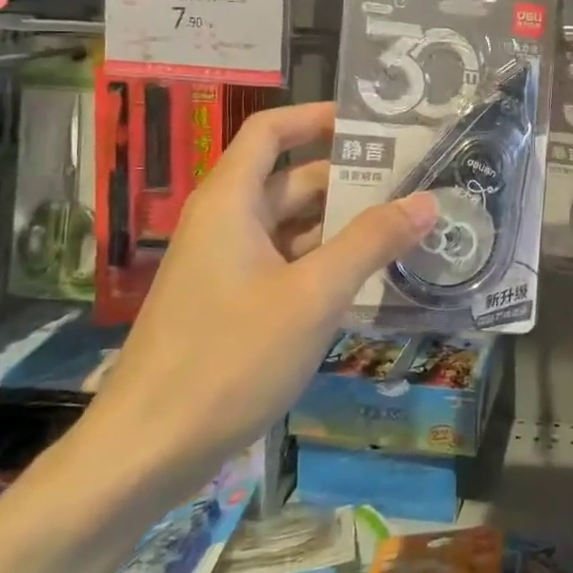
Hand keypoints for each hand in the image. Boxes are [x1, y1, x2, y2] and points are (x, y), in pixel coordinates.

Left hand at [79, 101, 437, 502]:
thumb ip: (371, 242)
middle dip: (348, 179)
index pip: (270, 131)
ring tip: (404, 229)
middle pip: (290, 181)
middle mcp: (225, 224)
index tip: (371, 124)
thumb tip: (427, 201)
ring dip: (342, 227)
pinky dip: (323, 264)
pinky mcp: (229, 306)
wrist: (145, 454)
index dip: (316, 118)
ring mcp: (225, 268)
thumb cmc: (229, 359)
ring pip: (291, 228)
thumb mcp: (313, 295)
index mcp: (231, 202)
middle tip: (412, 182)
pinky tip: (367, 281)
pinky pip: (284, 266)